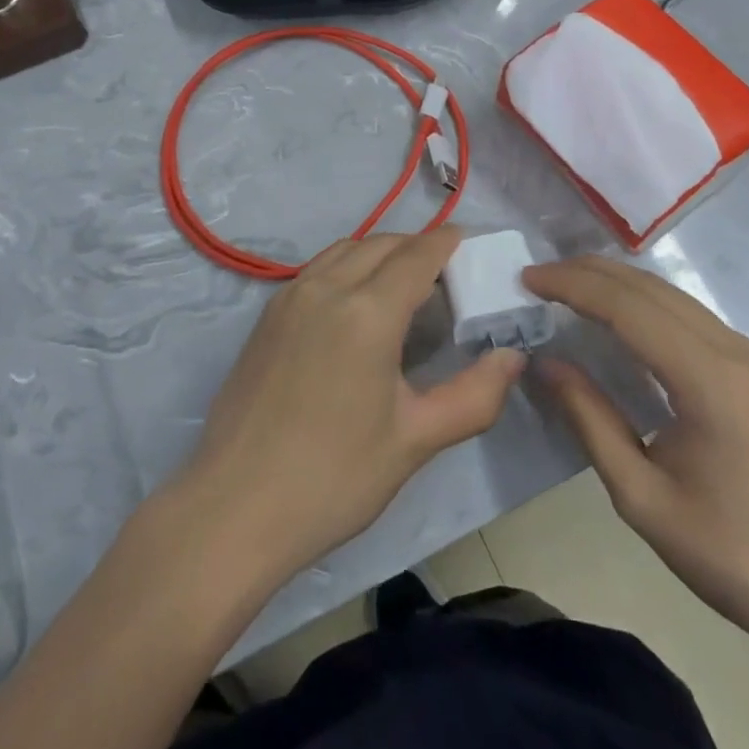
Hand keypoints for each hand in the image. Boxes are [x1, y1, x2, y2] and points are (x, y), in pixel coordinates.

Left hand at [179, 229, 525, 582]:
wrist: (234, 507)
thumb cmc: (334, 477)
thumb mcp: (415, 440)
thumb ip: (474, 396)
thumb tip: (513, 358)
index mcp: (367, 311)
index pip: (418, 255)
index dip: (447, 242)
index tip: (470, 242)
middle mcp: (326, 287)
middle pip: (381, 244)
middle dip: (417, 247)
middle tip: (446, 274)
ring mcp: (290, 297)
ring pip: (345, 249)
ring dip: (380, 252)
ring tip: (404, 284)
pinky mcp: (267, 315)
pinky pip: (318, 269)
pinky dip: (347, 266)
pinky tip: (356, 305)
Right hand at [523, 256, 748, 652]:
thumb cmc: (732, 556)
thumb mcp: (642, 496)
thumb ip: (590, 419)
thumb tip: (546, 362)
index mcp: (707, 379)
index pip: (626, 306)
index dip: (571, 285)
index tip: (526, 279)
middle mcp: (734, 350)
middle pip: (649, 288)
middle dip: (588, 272)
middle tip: (538, 277)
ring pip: (671, 295)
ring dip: (616, 283)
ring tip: (566, 288)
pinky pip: (690, 315)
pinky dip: (644, 303)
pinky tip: (619, 317)